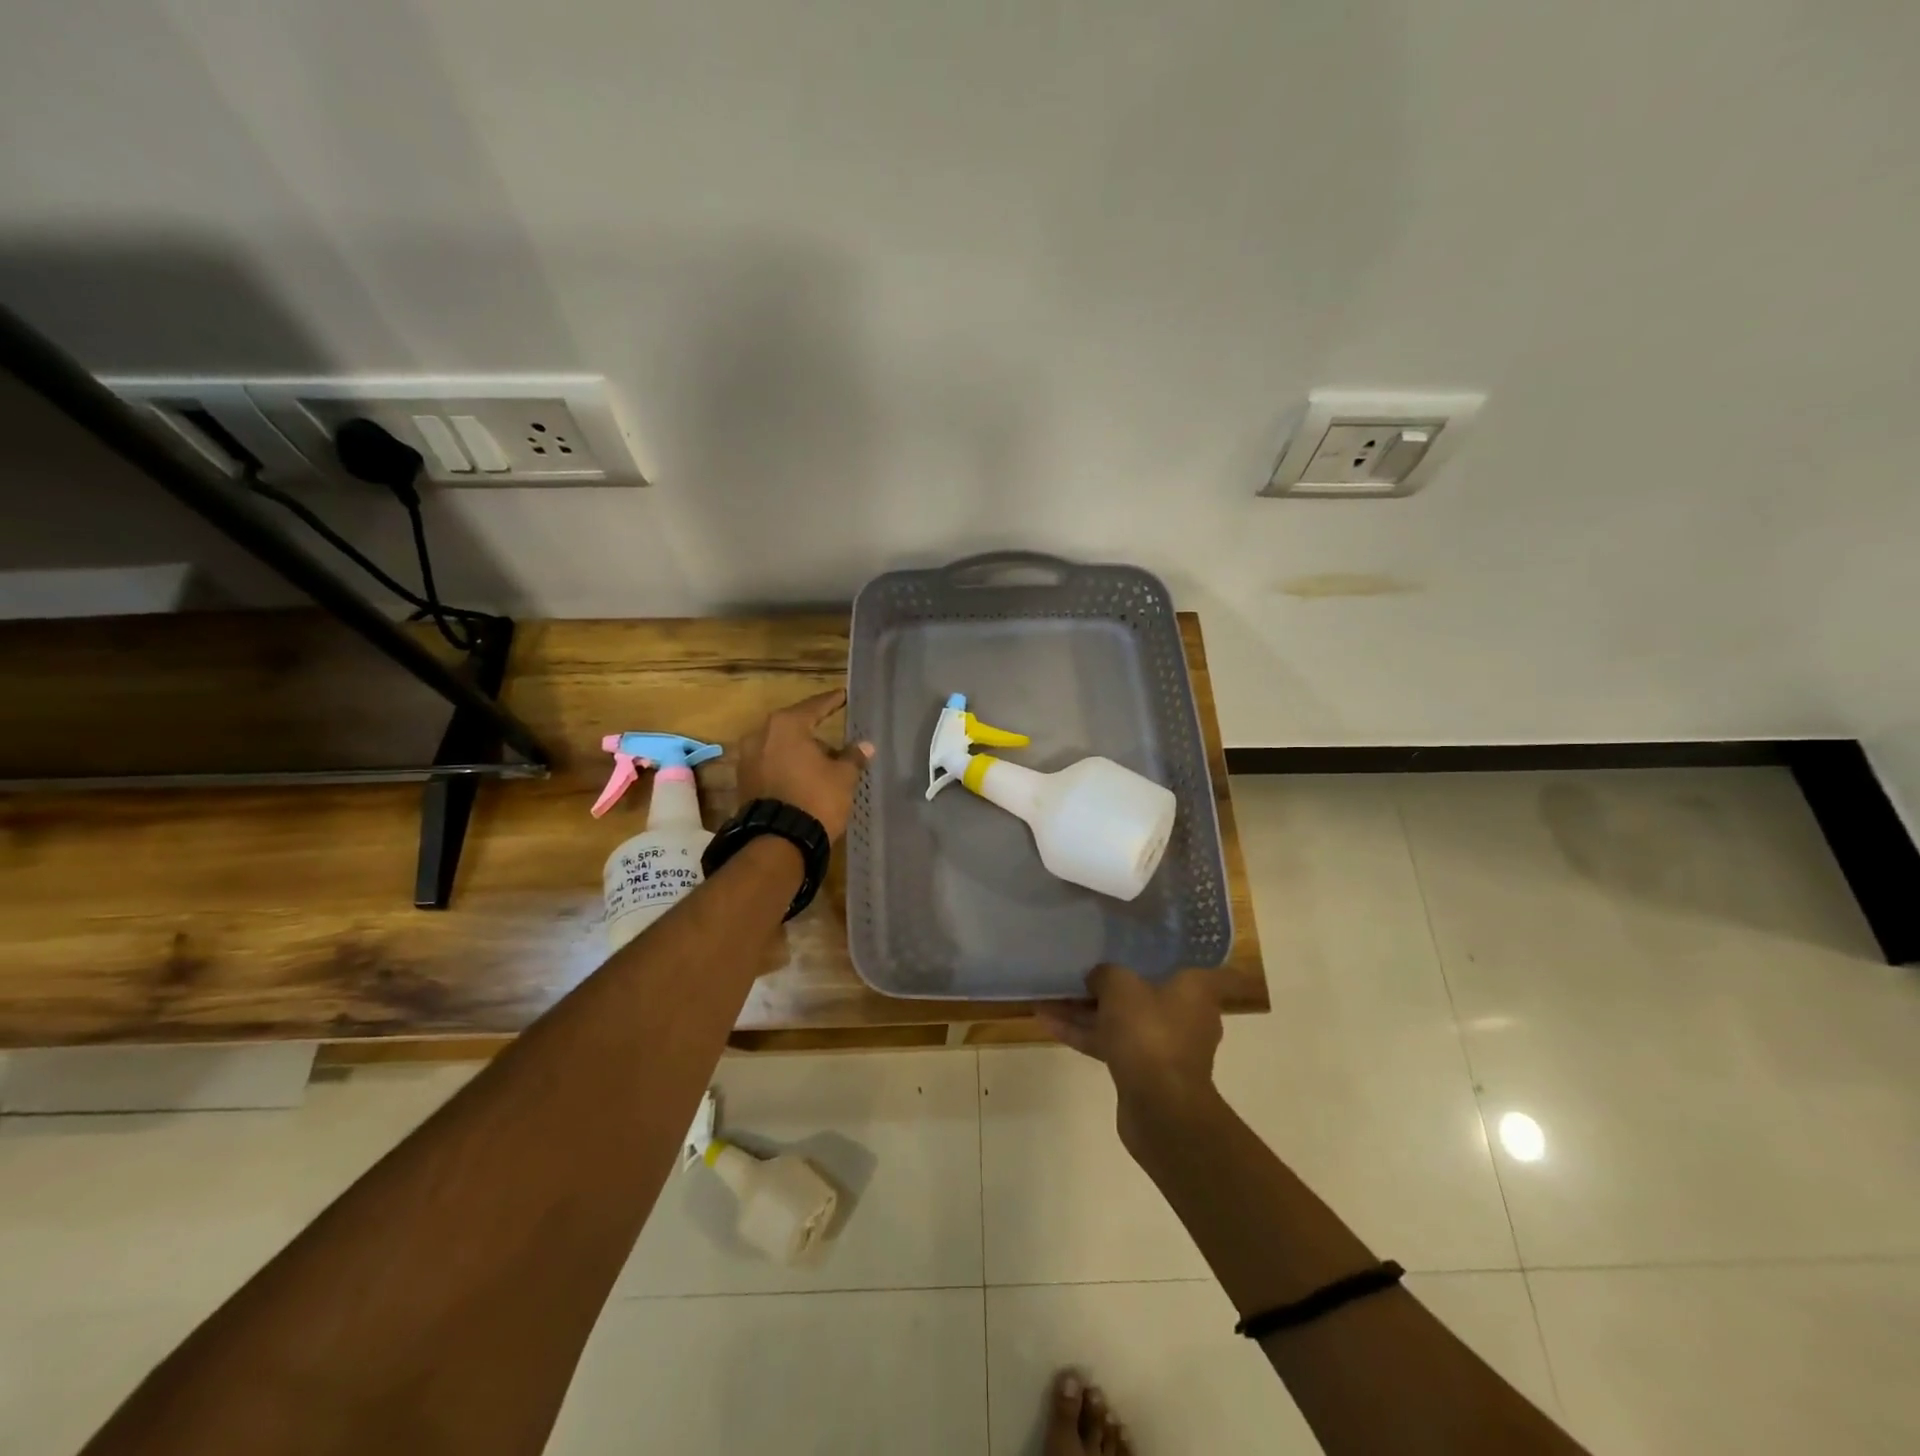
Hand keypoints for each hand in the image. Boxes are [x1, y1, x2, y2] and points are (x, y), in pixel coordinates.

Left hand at [734, 688, 873, 841]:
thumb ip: (853, 756)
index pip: (815, 706)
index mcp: (786, 725)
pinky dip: (786, 766)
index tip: (843, 696)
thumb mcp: (843, 777)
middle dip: (814, 731)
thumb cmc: (815, 798)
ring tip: (822, 762)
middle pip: (794, 726)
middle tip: (834, 734)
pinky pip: (770, 764)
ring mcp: (747, 758)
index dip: (832, 702)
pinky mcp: (743, 781)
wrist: (779, 841)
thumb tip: (865, 746)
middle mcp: (761, 735)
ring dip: (799, 751)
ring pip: (780, 747)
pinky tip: (803, 776)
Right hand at [1038, 965, 1224, 1141]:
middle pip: (1148, 991)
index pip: (1203, 968)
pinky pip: (1112, 1043)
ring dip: (1089, 1009)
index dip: (1180, 955)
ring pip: (1123, 1019)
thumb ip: (1105, 974)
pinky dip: (1085, 1033)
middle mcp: (1186, 1016)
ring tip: (1052, 994)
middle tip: (1085, 968)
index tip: (1153, 946)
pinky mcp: (1143, 1071)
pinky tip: (1047, 1022)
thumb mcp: (1120, 986)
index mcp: (1195, 991)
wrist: (1160, 1106)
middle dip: (1113, 983)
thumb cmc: (1150, 1031)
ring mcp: (1164, 1047)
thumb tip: (1097, 977)